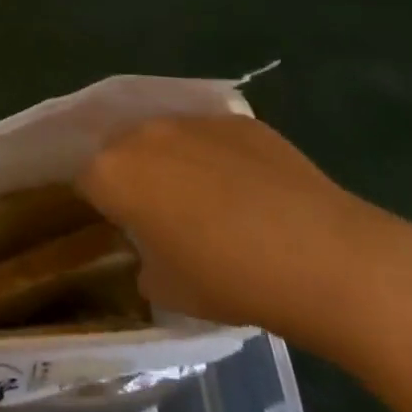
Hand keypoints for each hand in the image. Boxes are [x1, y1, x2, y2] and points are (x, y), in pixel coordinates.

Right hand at [77, 116, 411, 356]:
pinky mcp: (239, 120)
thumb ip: (144, 266)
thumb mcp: (170, 291)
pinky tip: (253, 194)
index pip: (87, 182)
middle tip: (164, 216)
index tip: (125, 230)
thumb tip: (152, 257)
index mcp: (113, 173)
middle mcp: (143, 134)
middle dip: (135, 177)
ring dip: (176, 163)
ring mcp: (193, 121)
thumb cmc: (232, 280)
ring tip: (212, 202)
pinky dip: (220, 158)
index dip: (103, 207)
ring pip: (167, 139)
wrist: (325, 257)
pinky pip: (213, 138)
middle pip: (122, 150)